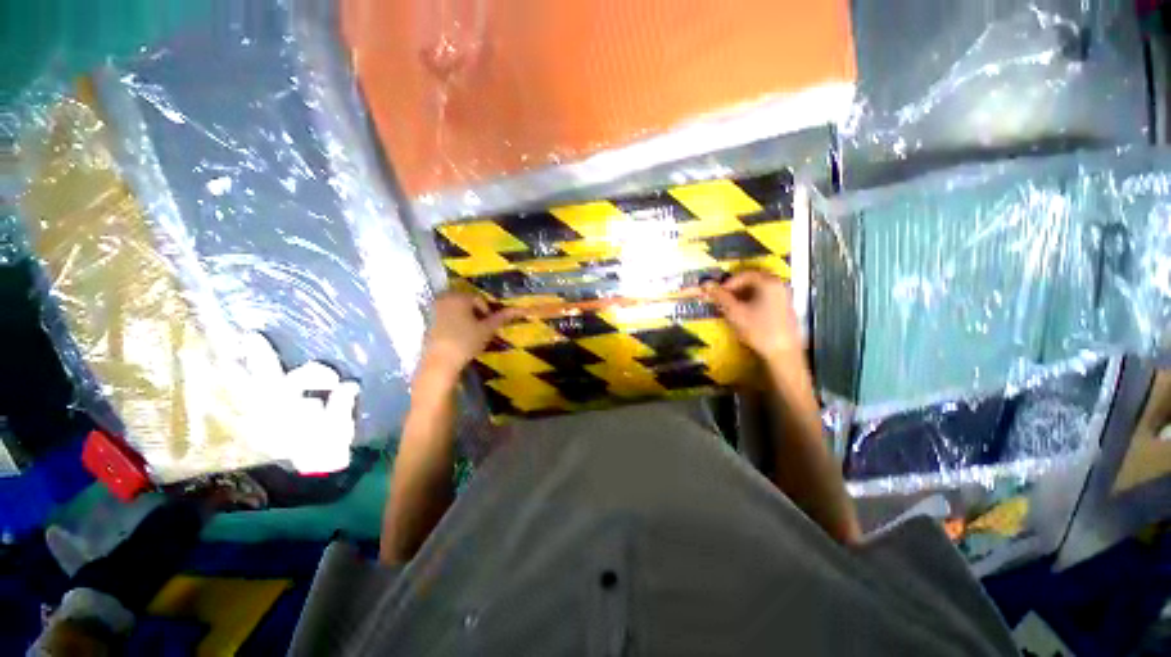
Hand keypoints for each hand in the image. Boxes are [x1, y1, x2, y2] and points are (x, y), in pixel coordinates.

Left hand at [418, 292, 518, 381]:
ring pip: (457, 309)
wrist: (440, 363)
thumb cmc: (465, 342)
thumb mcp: (487, 330)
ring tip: (472, 334)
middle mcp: (444, 298)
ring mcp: (434, 309)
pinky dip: (455, 323)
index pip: (479, 299)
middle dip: (477, 313)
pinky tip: (459, 337)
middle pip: (467, 302)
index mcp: (458, 297)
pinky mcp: (428, 321)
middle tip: (483, 329)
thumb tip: (521, 309)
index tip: (490, 326)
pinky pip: (447, 317)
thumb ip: (502, 317)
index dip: (488, 312)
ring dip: (467, 318)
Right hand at [704, 271, 802, 364]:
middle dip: (735, 289)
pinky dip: (752, 302)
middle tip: (723, 299)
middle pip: (753, 280)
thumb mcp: (734, 312)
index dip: (728, 283)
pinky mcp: (785, 308)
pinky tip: (744, 314)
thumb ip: (720, 297)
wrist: (782, 352)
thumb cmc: (757, 329)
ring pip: (759, 290)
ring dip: (743, 296)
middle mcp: (779, 285)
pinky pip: (765, 298)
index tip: (717, 293)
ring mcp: (784, 297)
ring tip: (731, 307)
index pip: (744, 274)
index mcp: (768, 282)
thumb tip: (706, 285)